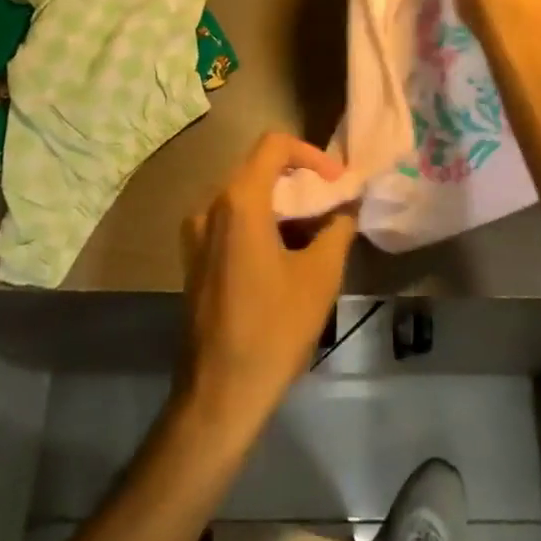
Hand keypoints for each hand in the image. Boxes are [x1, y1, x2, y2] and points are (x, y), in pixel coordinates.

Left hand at [178, 133, 357, 424]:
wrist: (218, 395)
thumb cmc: (273, 329)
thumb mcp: (319, 276)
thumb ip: (338, 228)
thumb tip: (347, 206)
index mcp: (238, 201)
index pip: (274, 145)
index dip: (311, 154)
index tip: (336, 182)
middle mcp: (210, 206)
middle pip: (257, 168)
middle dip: (298, 180)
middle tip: (331, 204)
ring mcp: (195, 234)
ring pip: (244, 196)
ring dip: (280, 204)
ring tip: (313, 231)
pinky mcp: (193, 258)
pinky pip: (229, 221)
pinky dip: (260, 223)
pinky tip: (284, 255)